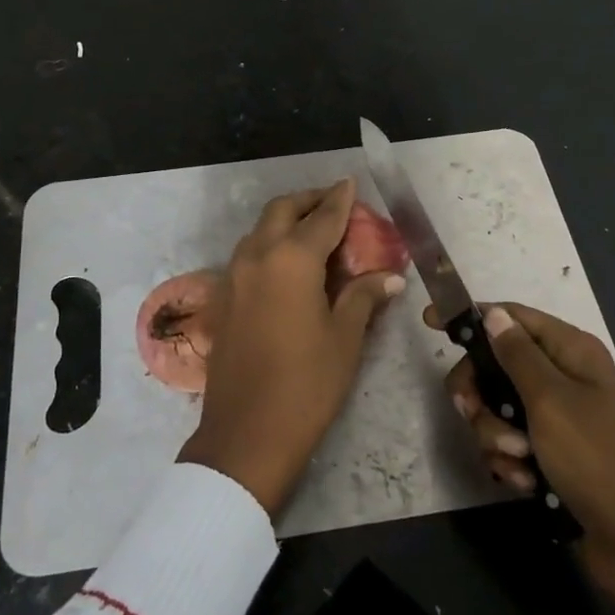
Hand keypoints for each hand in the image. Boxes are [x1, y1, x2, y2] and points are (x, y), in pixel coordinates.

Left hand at [179, 179, 404, 515]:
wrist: (247, 431)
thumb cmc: (307, 383)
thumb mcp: (345, 338)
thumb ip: (364, 297)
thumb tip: (390, 277)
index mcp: (292, 259)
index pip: (322, 218)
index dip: (340, 199)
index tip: (350, 183)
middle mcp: (258, 256)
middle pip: (282, 211)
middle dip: (308, 201)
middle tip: (333, 203)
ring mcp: (234, 276)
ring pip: (260, 230)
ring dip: (285, 221)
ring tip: (313, 231)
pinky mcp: (224, 298)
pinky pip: (248, 254)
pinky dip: (269, 244)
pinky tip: (288, 265)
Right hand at [432, 302, 614, 577]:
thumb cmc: (599, 461)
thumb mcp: (551, 401)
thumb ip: (516, 355)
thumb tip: (492, 313)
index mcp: (570, 352)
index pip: (511, 317)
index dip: (471, 318)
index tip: (429, 323)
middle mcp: (562, 378)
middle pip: (495, 365)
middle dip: (479, 393)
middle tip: (472, 412)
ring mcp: (555, 420)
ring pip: (496, 409)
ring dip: (495, 435)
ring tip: (519, 460)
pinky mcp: (549, 457)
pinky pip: (508, 446)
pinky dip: (509, 462)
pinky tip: (525, 483)